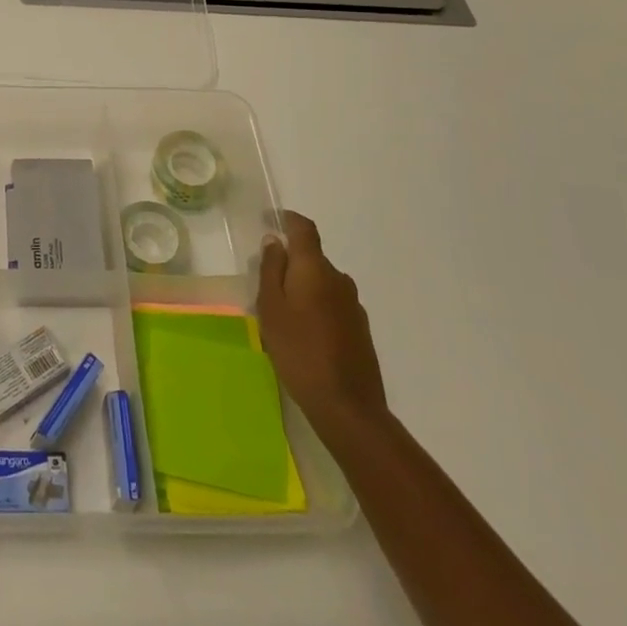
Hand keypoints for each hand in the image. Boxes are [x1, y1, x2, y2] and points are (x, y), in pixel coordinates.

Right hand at [258, 211, 387, 436]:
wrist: (347, 406)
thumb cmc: (299, 350)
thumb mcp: (270, 308)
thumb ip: (271, 269)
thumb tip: (275, 241)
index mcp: (315, 268)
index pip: (304, 228)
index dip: (287, 219)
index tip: (270, 220)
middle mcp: (339, 279)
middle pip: (312, 257)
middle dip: (290, 262)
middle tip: (266, 284)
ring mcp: (353, 305)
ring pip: (322, 282)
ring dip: (304, 288)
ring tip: (283, 314)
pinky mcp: (360, 329)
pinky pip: (332, 304)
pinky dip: (316, 307)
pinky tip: (304, 334)